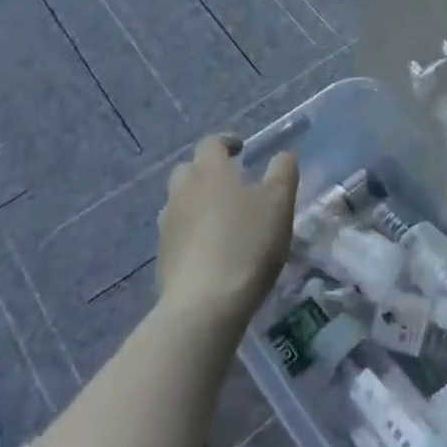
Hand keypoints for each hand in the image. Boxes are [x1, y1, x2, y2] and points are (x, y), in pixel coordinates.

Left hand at [158, 135, 297, 330]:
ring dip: (198, 202)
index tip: (242, 149)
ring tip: (223, 218)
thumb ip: (283, 171)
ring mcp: (168, 225)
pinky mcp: (163, 257)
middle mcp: (182, 191)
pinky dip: (193, 232)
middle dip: (208, 171)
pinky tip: (212, 249)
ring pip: (180, 202)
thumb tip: (283, 155)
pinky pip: (178, 233)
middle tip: (232, 183)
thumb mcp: (279, 202)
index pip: (211, 143)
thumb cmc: (247, 242)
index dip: (226, 142)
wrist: (205, 304)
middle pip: (189, 170)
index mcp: (209, 171)